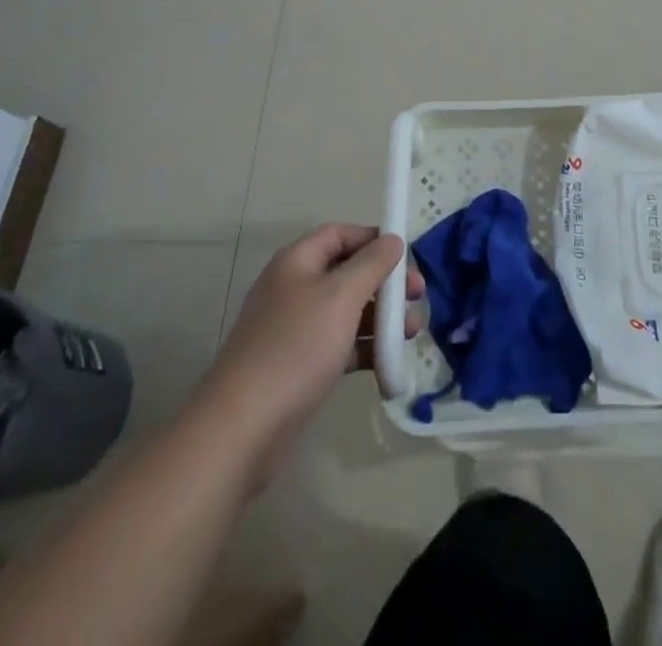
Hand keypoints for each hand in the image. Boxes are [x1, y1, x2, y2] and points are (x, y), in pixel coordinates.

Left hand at [202, 224, 422, 474]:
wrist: (244, 427)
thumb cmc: (296, 347)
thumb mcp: (341, 296)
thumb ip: (371, 264)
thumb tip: (392, 240)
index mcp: (297, 262)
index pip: (340, 234)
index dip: (373, 239)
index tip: (406, 256)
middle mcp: (294, 288)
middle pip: (347, 272)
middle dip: (385, 282)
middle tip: (417, 296)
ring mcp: (295, 328)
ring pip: (347, 310)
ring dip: (381, 316)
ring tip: (412, 331)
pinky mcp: (299, 365)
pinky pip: (340, 344)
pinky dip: (365, 347)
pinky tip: (389, 361)